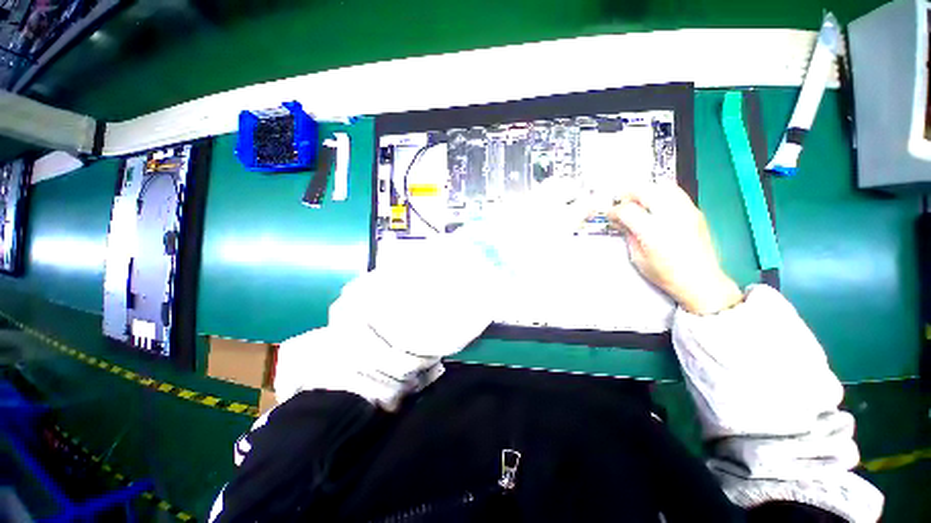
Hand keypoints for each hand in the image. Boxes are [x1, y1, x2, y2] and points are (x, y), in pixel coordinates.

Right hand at [607, 182, 742, 314]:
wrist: (700, 280)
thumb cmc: (666, 274)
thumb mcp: (638, 258)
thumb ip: (629, 235)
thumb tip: (620, 222)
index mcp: (652, 233)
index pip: (627, 210)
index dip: (614, 211)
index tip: (610, 215)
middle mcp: (670, 218)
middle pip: (645, 191)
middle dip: (628, 195)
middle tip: (622, 203)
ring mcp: (686, 212)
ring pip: (662, 186)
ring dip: (646, 191)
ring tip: (639, 201)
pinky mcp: (695, 212)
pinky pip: (676, 193)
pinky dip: (661, 194)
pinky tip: (656, 205)